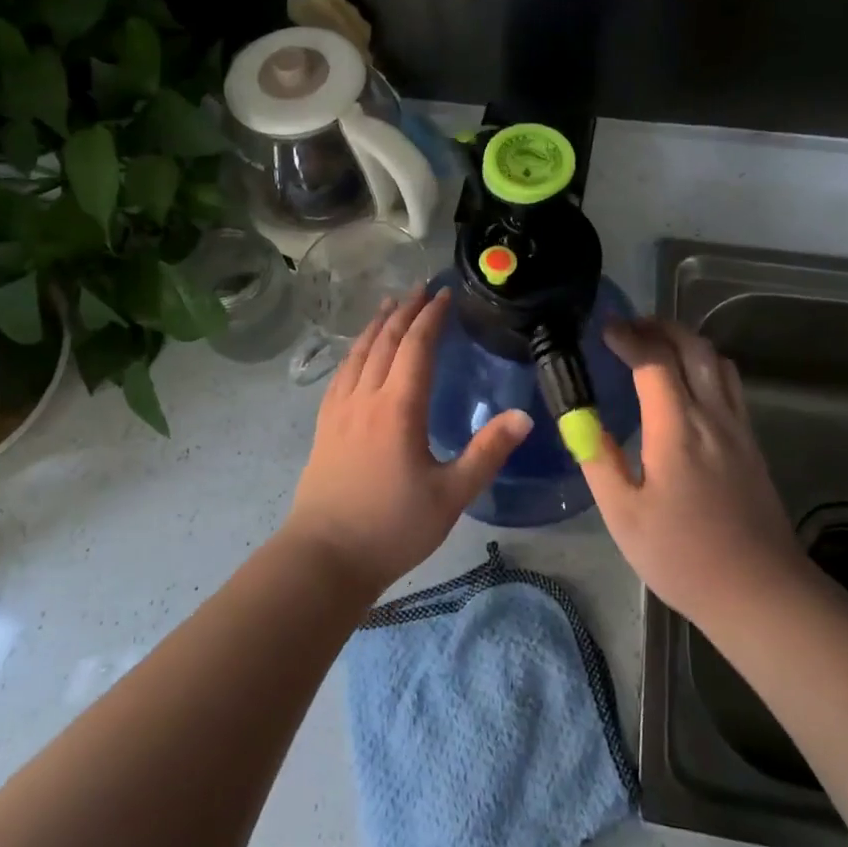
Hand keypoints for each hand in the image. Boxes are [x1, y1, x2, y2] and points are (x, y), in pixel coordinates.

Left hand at [282, 287, 531, 597]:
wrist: (325, 557)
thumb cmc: (392, 527)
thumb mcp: (451, 495)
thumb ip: (487, 452)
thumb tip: (523, 416)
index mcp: (398, 408)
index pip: (416, 347)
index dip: (431, 317)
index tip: (444, 295)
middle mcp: (366, 397)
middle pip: (384, 341)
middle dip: (404, 311)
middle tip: (420, 288)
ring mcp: (339, 410)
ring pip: (358, 353)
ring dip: (376, 324)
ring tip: (388, 304)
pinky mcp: (324, 425)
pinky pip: (340, 373)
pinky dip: (353, 351)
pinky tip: (356, 353)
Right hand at [580, 318, 806, 627]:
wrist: (761, 592)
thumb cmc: (683, 556)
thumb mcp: (624, 515)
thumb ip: (598, 460)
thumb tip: (578, 420)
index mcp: (677, 429)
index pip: (654, 361)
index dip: (629, 337)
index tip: (605, 329)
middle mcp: (713, 416)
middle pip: (693, 347)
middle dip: (659, 327)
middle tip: (629, 327)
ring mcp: (738, 427)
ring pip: (717, 360)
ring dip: (685, 341)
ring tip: (656, 345)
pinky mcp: (751, 442)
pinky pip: (729, 383)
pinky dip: (704, 363)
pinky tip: (687, 383)